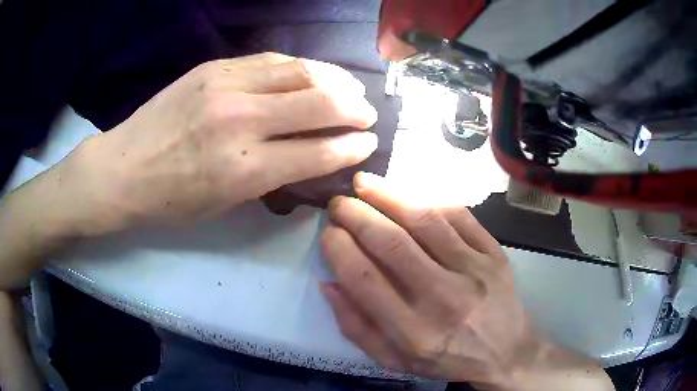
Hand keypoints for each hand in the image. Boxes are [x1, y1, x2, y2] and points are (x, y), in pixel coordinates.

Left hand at [62, 53, 377, 233]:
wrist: (123, 168)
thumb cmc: (171, 199)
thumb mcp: (225, 204)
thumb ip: (271, 176)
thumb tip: (311, 155)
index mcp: (245, 170)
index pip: (319, 151)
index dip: (352, 147)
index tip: (369, 143)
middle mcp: (242, 121)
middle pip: (320, 103)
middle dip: (355, 109)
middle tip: (368, 113)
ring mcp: (227, 86)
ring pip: (301, 72)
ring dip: (335, 80)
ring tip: (351, 87)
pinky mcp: (215, 67)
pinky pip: (271, 60)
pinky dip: (301, 67)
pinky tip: (313, 73)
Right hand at [321, 173, 613, 389]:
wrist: (507, 352)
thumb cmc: (448, 360)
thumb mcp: (395, 360)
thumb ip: (357, 327)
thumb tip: (329, 284)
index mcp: (415, 332)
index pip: (366, 281)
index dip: (340, 250)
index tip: (328, 233)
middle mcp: (445, 298)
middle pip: (393, 244)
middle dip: (358, 215)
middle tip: (339, 203)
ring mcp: (475, 271)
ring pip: (426, 220)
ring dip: (389, 195)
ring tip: (365, 183)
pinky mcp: (494, 253)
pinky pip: (459, 216)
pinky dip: (429, 199)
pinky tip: (408, 192)